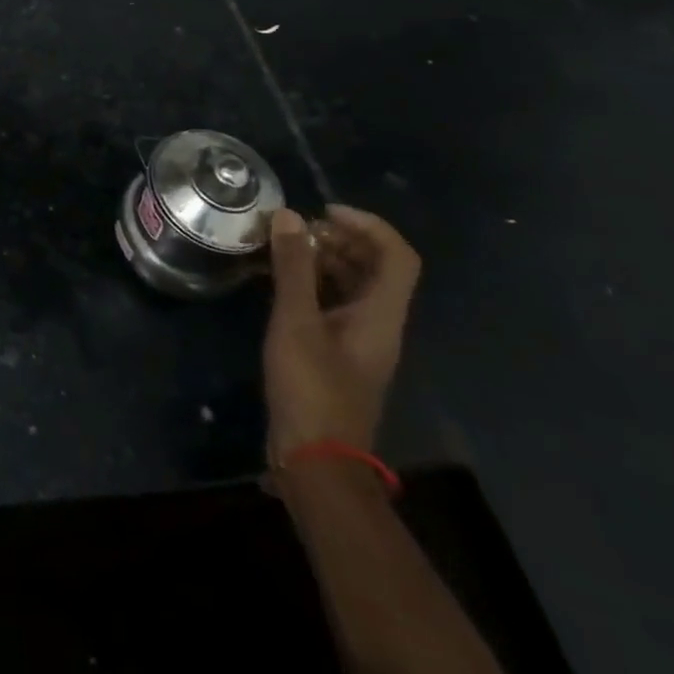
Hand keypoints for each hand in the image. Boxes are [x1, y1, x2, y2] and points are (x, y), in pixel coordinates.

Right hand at [263, 204, 419, 463]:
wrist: (316, 460)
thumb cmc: (311, 388)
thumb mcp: (296, 322)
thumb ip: (293, 267)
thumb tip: (289, 215)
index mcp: (381, 315)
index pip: (397, 256)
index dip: (367, 225)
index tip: (322, 212)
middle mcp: (378, 324)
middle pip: (375, 267)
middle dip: (339, 238)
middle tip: (294, 228)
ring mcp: (358, 341)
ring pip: (352, 285)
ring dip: (322, 259)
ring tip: (280, 247)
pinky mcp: (337, 354)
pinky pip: (332, 304)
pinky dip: (310, 283)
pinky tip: (276, 281)